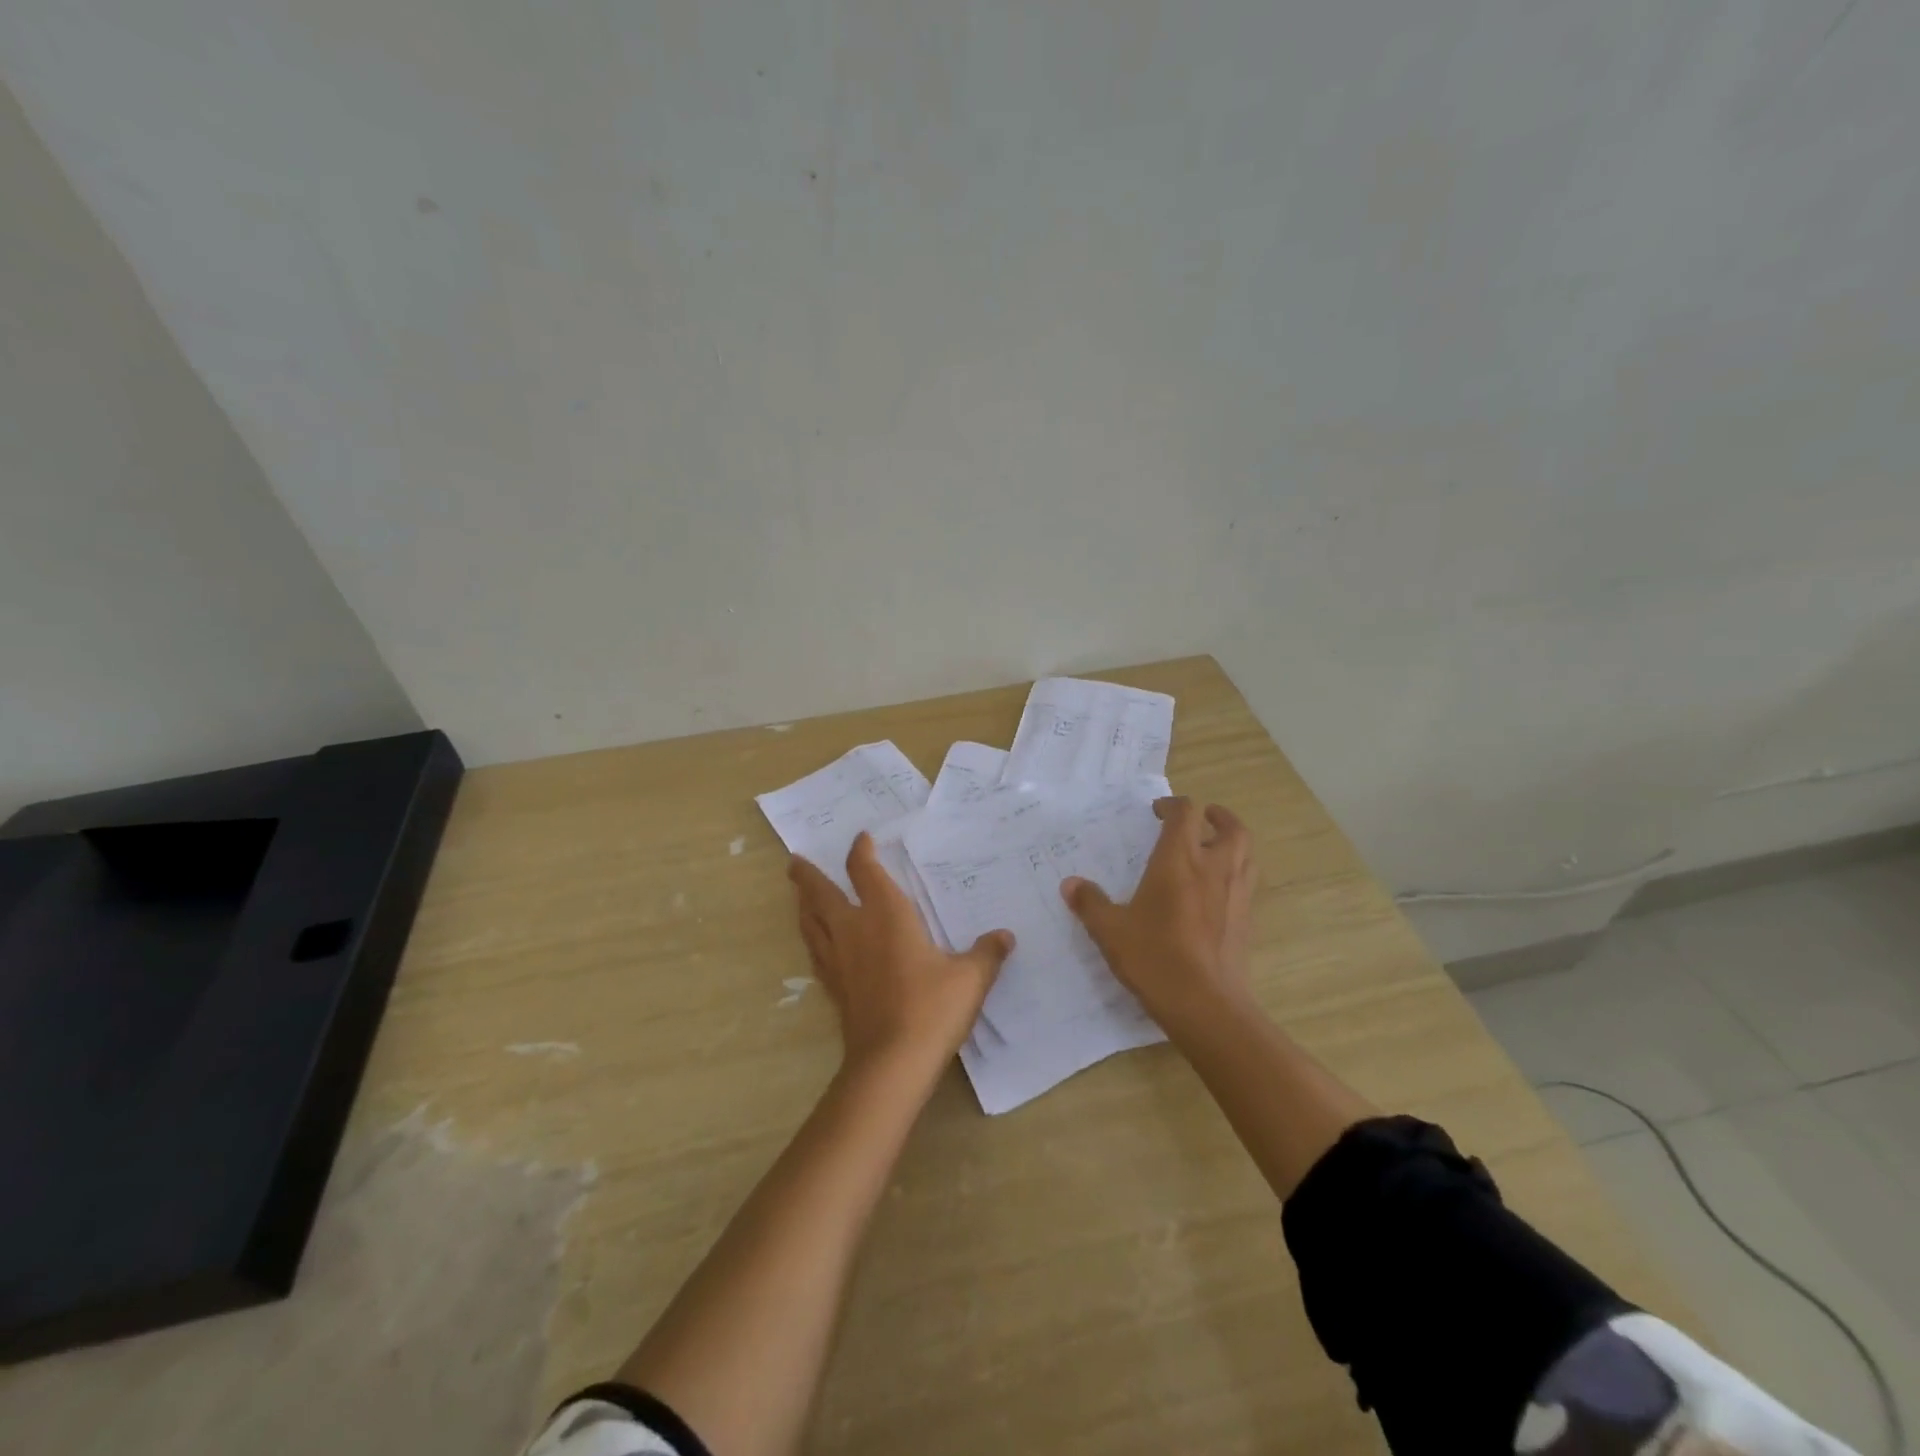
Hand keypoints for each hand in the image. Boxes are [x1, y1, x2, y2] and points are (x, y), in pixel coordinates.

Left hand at [789, 833, 1014, 1075]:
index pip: (864, 871)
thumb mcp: (970, 978)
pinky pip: (816, 953)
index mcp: (886, 914)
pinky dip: (812, 939)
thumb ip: (987, 953)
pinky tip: (816, 945)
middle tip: (794, 861)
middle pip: (820, 894)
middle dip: (807, 875)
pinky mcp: (834, 989)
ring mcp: (839, 961)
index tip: (861, 838)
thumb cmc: (931, 1008)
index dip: (860, 851)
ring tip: (798, 896)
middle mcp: (854, 930)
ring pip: (810, 923)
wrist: (891, 1063)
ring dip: (802, 905)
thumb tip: (1005, 936)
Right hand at [1061, 797, 1256, 1035]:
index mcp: (1179, 861)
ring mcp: (1236, 894)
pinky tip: (1215, 891)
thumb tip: (1070, 884)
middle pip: (1231, 827)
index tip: (1156, 812)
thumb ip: (1090, 903)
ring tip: (1212, 849)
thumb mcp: (1110, 931)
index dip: (1172, 805)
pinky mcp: (1246, 920)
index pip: (1185, 813)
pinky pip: (1247, 882)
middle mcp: (1213, 868)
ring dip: (1231, 843)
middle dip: (1217, 816)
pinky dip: (1235, 873)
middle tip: (1201, 819)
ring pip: (1246, 853)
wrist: (1206, 1005)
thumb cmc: (1155, 958)